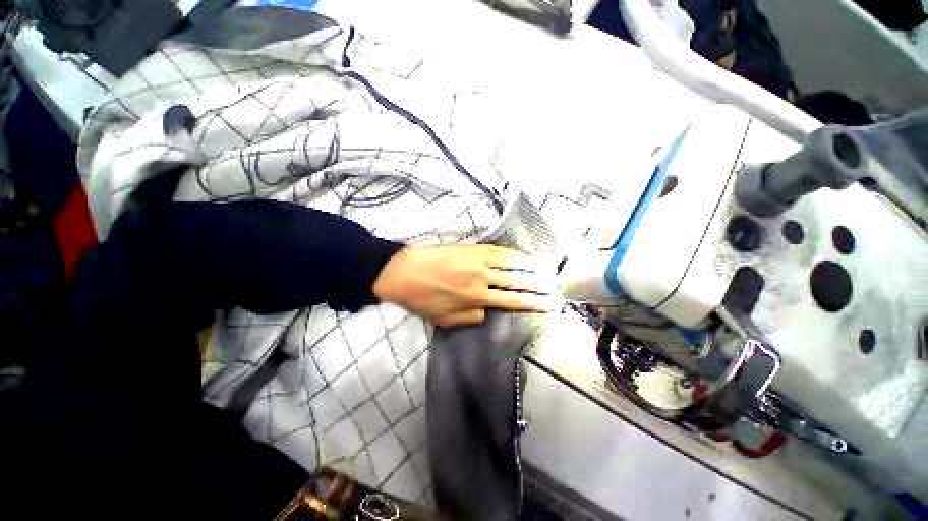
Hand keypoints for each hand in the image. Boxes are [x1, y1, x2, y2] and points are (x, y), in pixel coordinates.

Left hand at [373, 244, 559, 327]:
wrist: (403, 272)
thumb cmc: (422, 298)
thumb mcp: (445, 319)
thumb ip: (470, 318)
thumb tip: (489, 312)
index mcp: (476, 298)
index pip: (512, 301)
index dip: (532, 303)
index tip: (548, 304)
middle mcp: (482, 279)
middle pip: (517, 281)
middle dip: (539, 285)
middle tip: (556, 287)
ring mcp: (478, 260)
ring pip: (512, 263)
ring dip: (532, 267)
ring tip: (548, 270)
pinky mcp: (472, 248)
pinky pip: (498, 250)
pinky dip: (514, 253)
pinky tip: (524, 255)